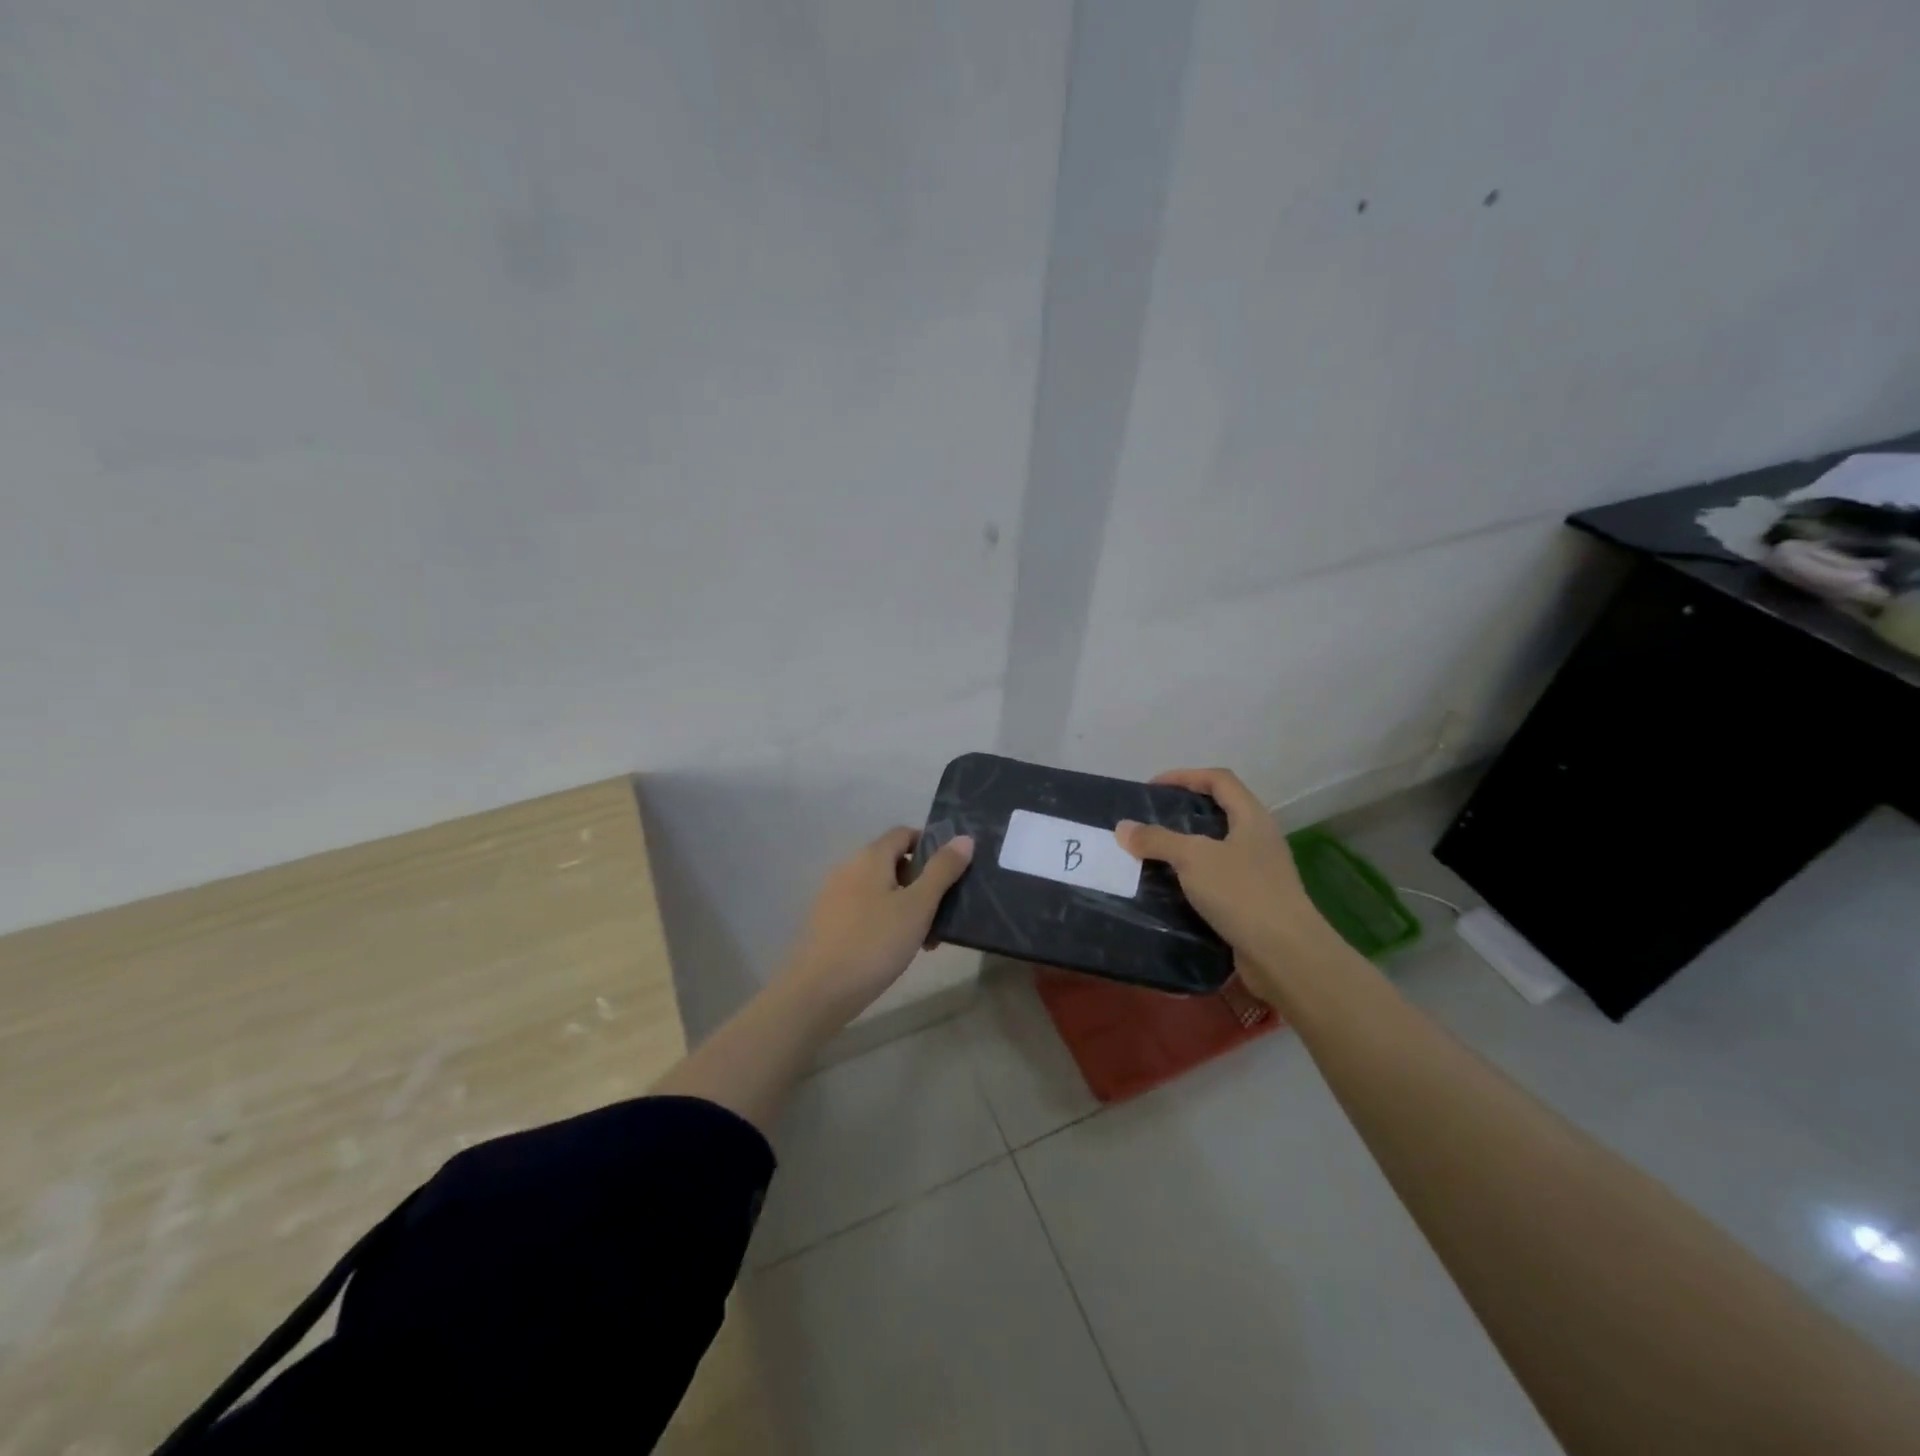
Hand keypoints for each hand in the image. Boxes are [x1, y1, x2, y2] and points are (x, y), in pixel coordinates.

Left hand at [780, 827, 975, 1019]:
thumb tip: (964, 838)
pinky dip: (886, 920)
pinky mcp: (828, 922)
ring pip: (881, 890)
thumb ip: (942, 870)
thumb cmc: (875, 942)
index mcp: (870, 857)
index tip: (952, 871)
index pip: (904, 833)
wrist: (819, 990)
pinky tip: (898, 950)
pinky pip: (865, 910)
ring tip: (926, 939)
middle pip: (893, 862)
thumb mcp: (918, 906)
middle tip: (943, 912)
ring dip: (907, 906)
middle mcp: (849, 868)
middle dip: (922, 882)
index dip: (930, 845)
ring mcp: (835, 895)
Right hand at [1115, 768, 1338, 995]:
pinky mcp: (1253, 903)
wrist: (1286, 955)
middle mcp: (1259, 839)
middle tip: (1148, 822)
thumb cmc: (1242, 893)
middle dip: (1182, 813)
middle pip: (1219, 812)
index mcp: (1252, 818)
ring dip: (1184, 849)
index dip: (1185, 776)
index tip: (1152, 788)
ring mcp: (1259, 873)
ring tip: (1151, 855)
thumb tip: (1123, 828)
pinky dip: (1192, 880)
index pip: (1219, 779)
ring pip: (1216, 849)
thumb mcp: (1193, 858)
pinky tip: (1169, 890)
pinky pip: (1216, 881)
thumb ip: (1157, 839)